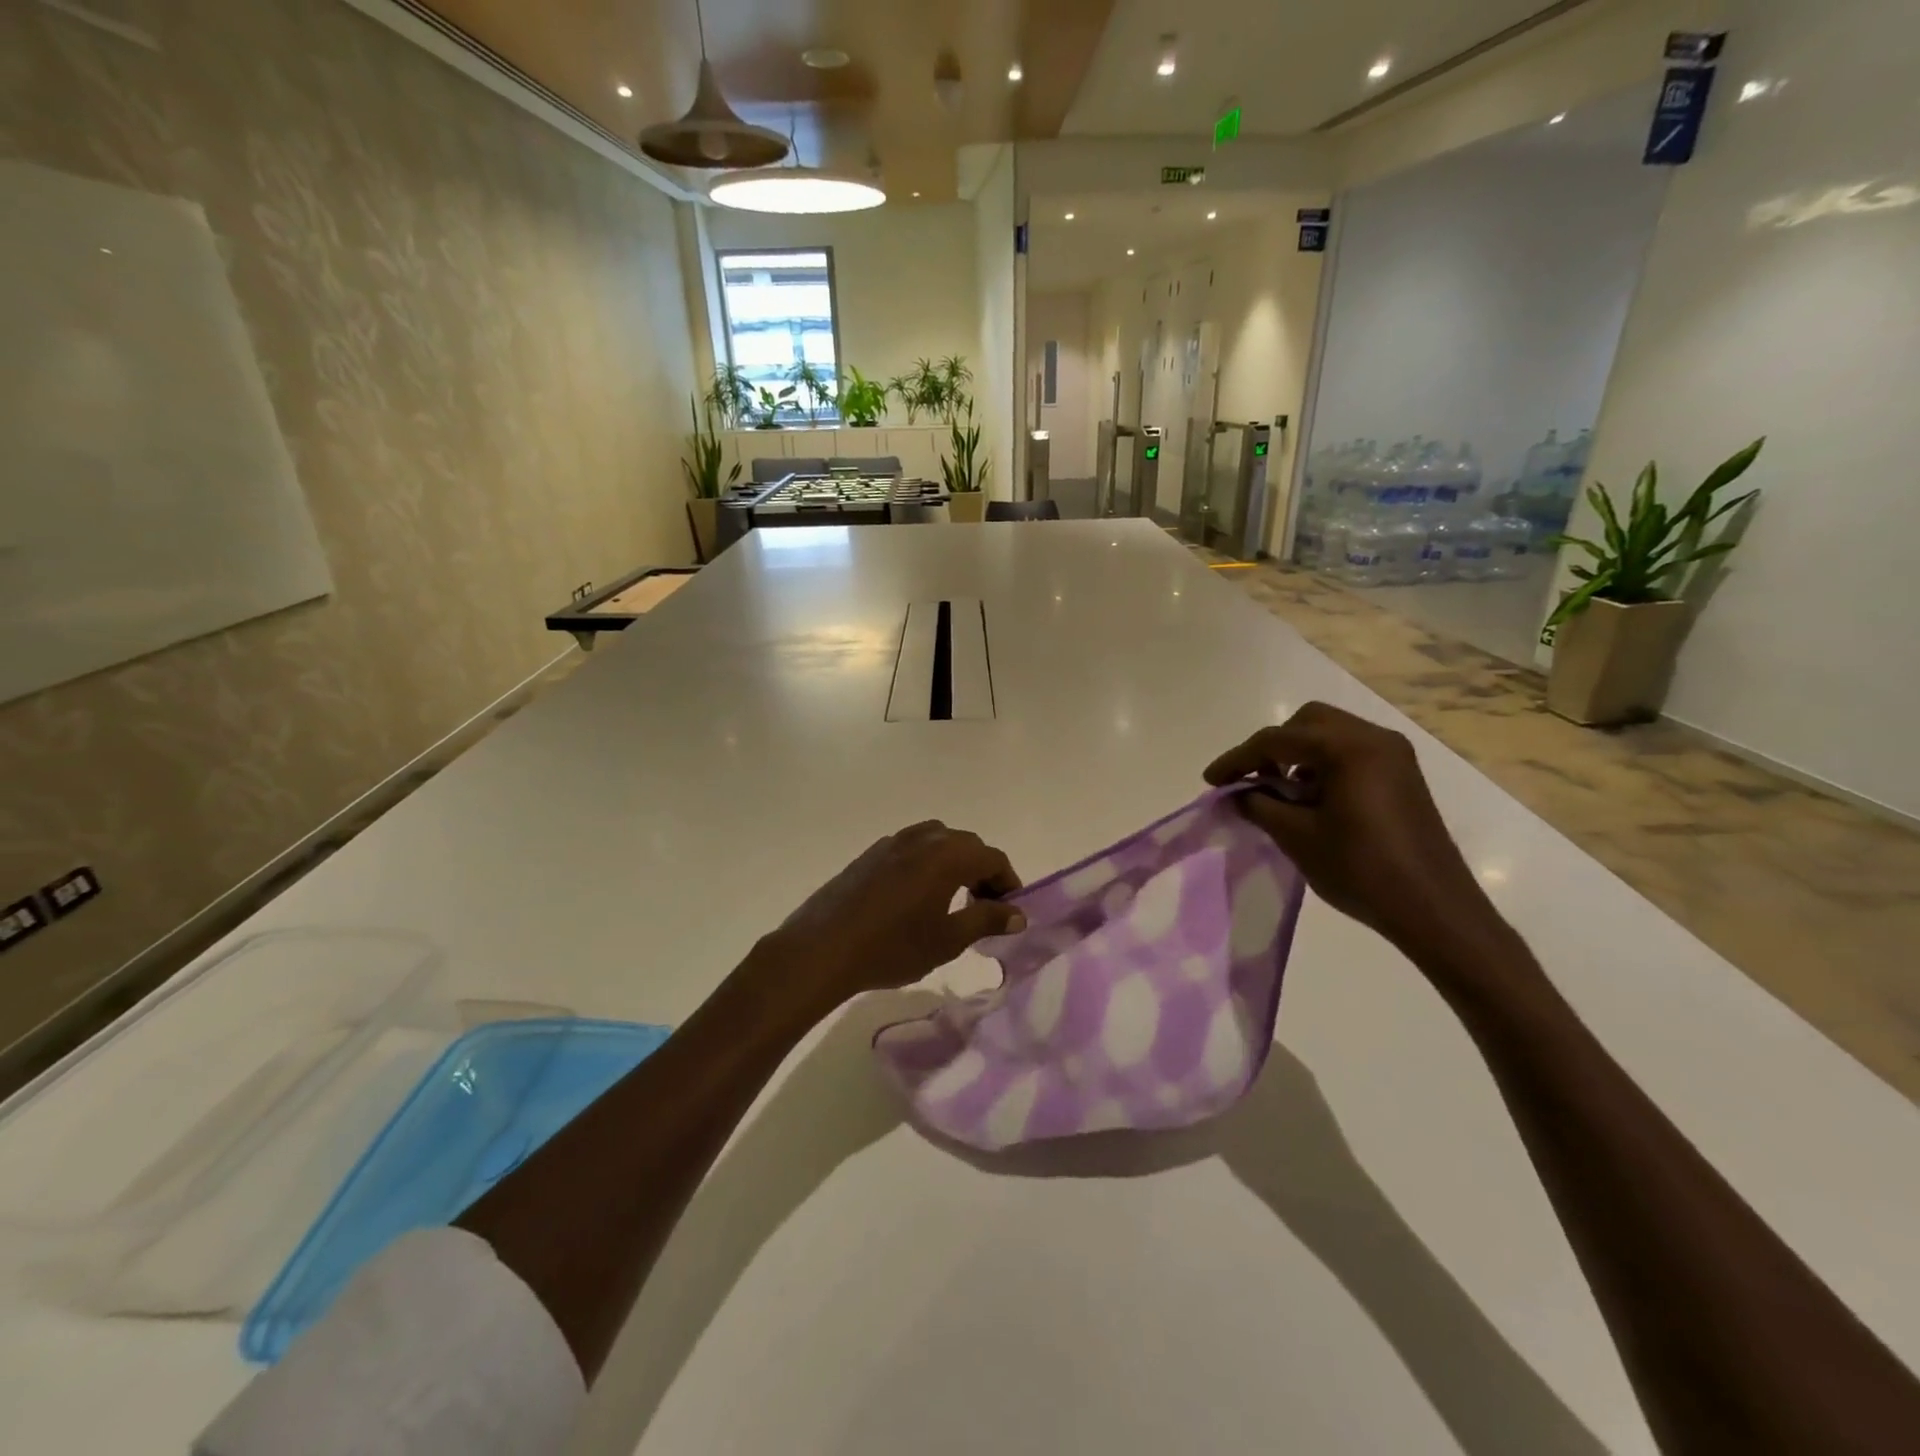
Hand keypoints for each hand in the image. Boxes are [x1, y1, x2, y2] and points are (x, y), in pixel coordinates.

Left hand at [748, 821, 1025, 1020]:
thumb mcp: (947, 940)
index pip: (992, 857)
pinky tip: (917, 897)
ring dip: (954, 864)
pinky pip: (911, 848)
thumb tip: (1017, 913)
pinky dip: (927, 864)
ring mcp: (893, 842)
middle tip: (985, 906)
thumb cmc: (892, 946)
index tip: (1011, 910)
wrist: (823, 948)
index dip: (1008, 881)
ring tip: (952, 900)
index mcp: (947, 855)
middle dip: (983, 871)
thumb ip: (986, 920)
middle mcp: (923, 838)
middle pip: (966, 845)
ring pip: (937, 842)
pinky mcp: (870, 854)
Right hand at [1204, 703, 1503, 963]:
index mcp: (1348, 748)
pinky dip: (1323, 765)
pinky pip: (1351, 752)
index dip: (1238, 759)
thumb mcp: (1297, 837)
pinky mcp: (1402, 775)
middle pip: (1308, 723)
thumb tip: (1238, 794)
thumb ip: (1260, 805)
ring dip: (1298, 755)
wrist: (1434, 909)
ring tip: (1279, 792)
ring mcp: (1394, 755)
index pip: (1277, 740)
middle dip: (1272, 747)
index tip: (1211, 781)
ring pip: (1330, 734)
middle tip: (1250, 780)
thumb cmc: (1360, 870)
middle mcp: (1374, 739)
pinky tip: (1312, 799)